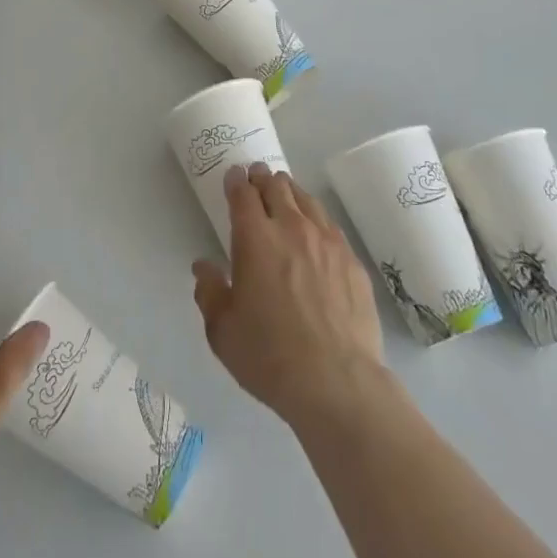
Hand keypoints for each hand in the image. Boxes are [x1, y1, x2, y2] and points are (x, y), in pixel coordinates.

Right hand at [192, 163, 386, 431]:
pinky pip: (330, 225)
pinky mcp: (352, 260)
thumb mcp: (222, 330)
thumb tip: (204, 267)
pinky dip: (316, 218)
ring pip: (307, 200)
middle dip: (263, 179)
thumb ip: (210, 292)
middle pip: (277, 187)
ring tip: (285, 193)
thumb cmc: (269, 356)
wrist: (336, 381)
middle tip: (257, 177)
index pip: (243, 194)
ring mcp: (327, 241)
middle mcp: (291, 228)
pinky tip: (316, 230)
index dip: (236, 181)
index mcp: (255, 239)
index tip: (234, 176)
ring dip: (291, 192)